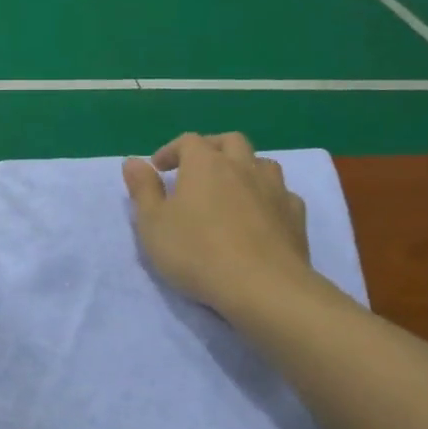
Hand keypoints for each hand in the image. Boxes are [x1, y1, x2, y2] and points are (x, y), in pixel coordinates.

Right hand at [123, 132, 314, 314]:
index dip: (171, 150)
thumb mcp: (153, 224)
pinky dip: (267, 196)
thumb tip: (132, 161)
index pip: (188, 141)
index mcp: (205, 164)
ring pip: (261, 162)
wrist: (263, 287)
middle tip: (196, 170)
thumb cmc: (197, 253)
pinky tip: (260, 215)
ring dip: (243, 167)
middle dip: (211, 149)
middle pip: (229, 141)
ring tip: (230, 189)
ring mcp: (274, 188)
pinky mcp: (295, 215)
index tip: (159, 168)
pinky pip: (281, 193)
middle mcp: (242, 166)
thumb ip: (143, 190)